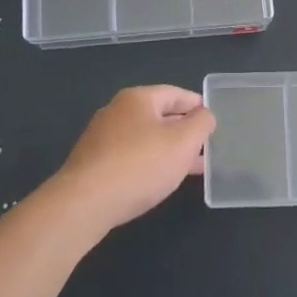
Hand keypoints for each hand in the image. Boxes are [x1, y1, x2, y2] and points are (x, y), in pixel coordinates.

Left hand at [53, 86, 216, 232]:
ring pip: (145, 138)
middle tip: (205, 146)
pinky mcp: (94, 162)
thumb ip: (201, 124)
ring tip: (190, 167)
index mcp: (138, 98)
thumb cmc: (140, 165)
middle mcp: (117, 111)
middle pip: (158, 115)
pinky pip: (130, 156)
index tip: (212, 118)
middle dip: (183, 130)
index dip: (196, 104)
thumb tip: (204, 115)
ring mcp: (102, 137)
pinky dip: (149, 162)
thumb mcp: (183, 142)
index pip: (175, 93)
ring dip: (168, 149)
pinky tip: (159, 180)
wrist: (84, 203)